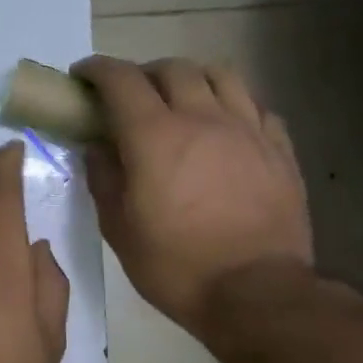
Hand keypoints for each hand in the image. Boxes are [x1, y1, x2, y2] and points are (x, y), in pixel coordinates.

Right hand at [73, 55, 312, 334]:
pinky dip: (232, 104)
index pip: (121, 80)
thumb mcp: (118, 227)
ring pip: (220, 75)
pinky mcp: (280, 149)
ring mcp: (247, 130)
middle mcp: (202, 119)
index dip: (97, 70)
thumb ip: (103, 178)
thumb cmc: (175, 265)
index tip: (82, 76)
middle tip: (130, 95)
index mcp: (155, 136)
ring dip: (191, 78)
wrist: (257, 294)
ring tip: (180, 99)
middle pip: (172, 69)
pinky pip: (256, 106)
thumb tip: (97, 147)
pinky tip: (224, 125)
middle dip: (143, 73)